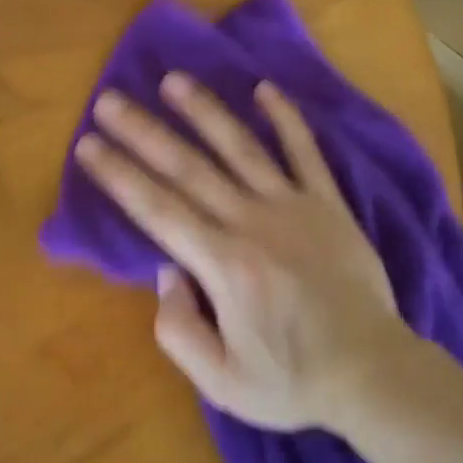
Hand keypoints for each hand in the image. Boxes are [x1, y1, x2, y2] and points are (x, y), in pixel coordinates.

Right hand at [73, 74, 410, 431]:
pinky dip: (286, 118)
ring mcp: (293, 207)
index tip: (88, 144)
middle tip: (109, 100)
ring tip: (172, 80)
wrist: (375, 372)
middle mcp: (252, 223)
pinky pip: (305, 152)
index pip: (157, 209)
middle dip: (143, 133)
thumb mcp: (222, 382)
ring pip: (240, 148)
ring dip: (204, 111)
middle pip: (187, 169)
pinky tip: (265, 88)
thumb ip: (179, 329)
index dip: (119, 174)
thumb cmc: (293, 380)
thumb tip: (168, 272)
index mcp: (223, 265)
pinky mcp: (328, 203)